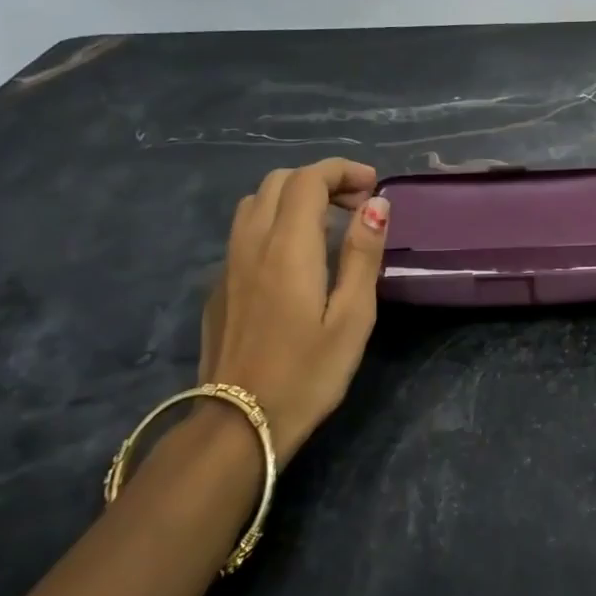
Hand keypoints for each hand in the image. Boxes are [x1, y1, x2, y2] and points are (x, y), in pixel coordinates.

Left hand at [196, 158, 388, 463]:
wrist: (239, 424)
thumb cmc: (308, 373)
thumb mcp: (352, 317)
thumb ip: (363, 254)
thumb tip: (376, 205)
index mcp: (287, 247)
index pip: (308, 179)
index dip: (342, 171)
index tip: (373, 187)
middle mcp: (251, 243)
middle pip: (279, 182)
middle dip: (321, 180)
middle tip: (357, 206)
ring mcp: (228, 264)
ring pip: (256, 203)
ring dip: (294, 198)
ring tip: (328, 225)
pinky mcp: (219, 286)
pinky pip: (244, 231)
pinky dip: (274, 222)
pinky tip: (295, 258)